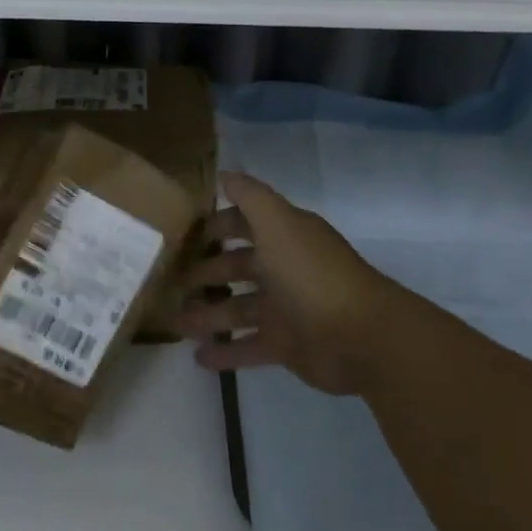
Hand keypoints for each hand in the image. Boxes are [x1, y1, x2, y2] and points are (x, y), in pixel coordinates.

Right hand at [174, 172, 405, 395]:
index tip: (183, 233)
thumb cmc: (312, 274)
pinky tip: (197, 357)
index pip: (245, 224)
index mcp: (284, 237)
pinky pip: (248, 347)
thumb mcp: (278, 224)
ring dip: (207, 314)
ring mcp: (285, 309)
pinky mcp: (285, 345)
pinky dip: (225, 353)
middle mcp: (283, 269)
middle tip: (171, 281)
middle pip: (238, 267)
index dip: (217, 226)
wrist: (360, 337)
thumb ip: (250, 197)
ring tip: (175, 323)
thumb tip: (225, 172)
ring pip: (237, 309)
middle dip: (206, 272)